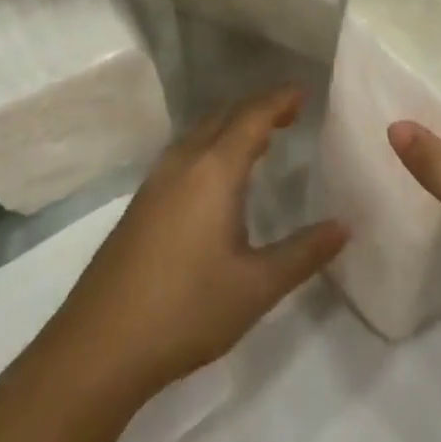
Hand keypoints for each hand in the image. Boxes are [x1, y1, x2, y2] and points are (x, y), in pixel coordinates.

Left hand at [38, 88, 348, 401]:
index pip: (253, 116)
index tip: (304, 92)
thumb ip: (302, 253)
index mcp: (214, 170)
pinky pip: (185, 152)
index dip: (280, 100)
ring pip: (201, 133)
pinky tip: (217, 179)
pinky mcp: (140, 204)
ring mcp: (156, 181)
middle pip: (225, 116)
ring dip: (232, 126)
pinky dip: (211, 145)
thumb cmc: (185, 310)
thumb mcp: (255, 288)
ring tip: (260, 140)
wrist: (96, 349)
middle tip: (289, 113)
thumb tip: (344, 226)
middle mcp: (184, 162)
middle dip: (258, 108)